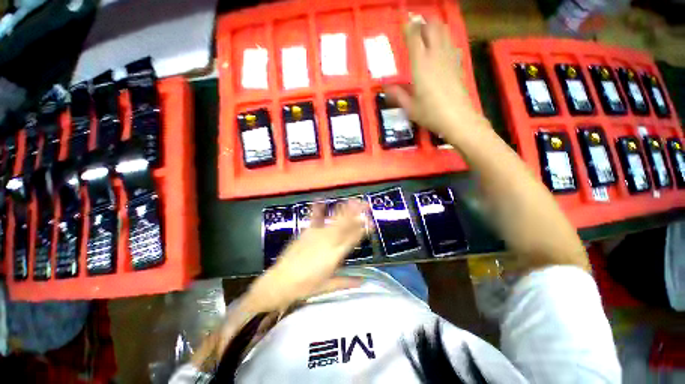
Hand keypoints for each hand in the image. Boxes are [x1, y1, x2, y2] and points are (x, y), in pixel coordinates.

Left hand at [243, 199, 368, 313]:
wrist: (280, 282)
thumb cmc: (305, 287)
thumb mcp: (327, 286)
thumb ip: (346, 281)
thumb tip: (363, 281)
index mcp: (335, 255)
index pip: (352, 239)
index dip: (362, 230)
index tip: (370, 223)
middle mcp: (328, 242)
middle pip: (345, 225)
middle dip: (356, 214)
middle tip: (366, 205)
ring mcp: (316, 234)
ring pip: (334, 220)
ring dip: (345, 210)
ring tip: (353, 201)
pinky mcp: (306, 231)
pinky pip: (314, 218)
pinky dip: (318, 209)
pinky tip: (320, 200)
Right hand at [385, 19, 480, 137]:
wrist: (457, 118)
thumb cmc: (430, 114)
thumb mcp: (410, 107)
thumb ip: (398, 95)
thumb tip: (386, 87)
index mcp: (421, 65)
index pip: (414, 37)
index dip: (409, 27)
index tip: (404, 24)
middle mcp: (436, 55)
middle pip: (432, 27)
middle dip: (423, 23)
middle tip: (415, 29)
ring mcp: (449, 58)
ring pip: (443, 31)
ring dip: (434, 28)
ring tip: (426, 33)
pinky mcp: (457, 63)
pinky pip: (450, 43)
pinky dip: (444, 38)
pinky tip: (439, 47)